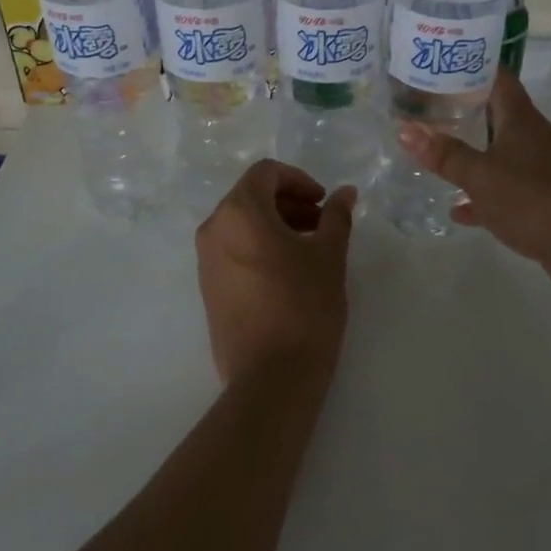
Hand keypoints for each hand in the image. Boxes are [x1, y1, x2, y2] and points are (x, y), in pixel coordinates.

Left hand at [195, 161, 355, 389]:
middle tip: (323, 225)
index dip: (299, 180)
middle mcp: (213, 229)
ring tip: (310, 250)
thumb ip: (336, 217)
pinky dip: (260, 247)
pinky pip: (233, 251)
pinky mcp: (207, 288)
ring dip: (276, 225)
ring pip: (241, 225)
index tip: (324, 203)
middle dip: (289, 203)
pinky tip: (288, 273)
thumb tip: (345, 193)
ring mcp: (205, 261)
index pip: (265, 173)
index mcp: (238, 212)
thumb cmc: (304, 306)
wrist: (270, 377)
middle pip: (251, 197)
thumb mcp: (329, 256)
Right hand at [396, 72, 550, 300]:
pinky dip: (485, 197)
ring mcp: (545, 172)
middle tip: (428, 110)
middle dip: (465, 112)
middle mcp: (536, 139)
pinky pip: (508, 192)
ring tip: (438, 157)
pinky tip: (460, 210)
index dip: (472, 67)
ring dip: (474, 157)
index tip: (441, 63)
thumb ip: (444, 155)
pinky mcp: (547, 204)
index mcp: (522, 121)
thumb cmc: (535, 199)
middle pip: (498, 116)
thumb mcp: (480, 176)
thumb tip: (405, 130)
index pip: (498, 78)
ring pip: (502, 156)